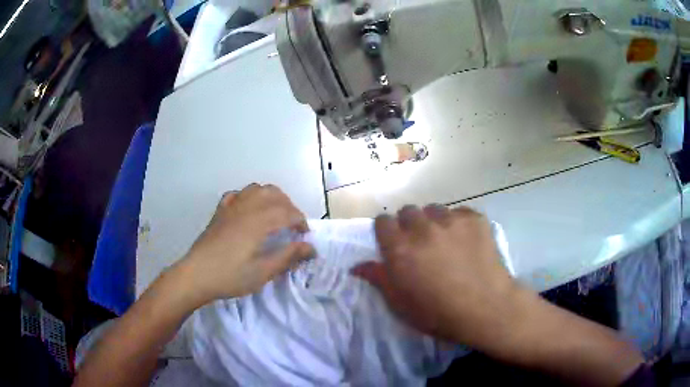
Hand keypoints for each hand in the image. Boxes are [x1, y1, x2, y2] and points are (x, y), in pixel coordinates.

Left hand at [175, 184, 313, 306]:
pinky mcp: (220, 212)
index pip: (287, 212)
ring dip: (271, 197)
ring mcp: (231, 207)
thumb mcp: (263, 272)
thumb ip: (288, 257)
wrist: (196, 275)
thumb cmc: (230, 276)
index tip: (305, 236)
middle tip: (293, 226)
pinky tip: (249, 210)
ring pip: (256, 189)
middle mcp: (246, 207)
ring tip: (275, 215)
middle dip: (289, 206)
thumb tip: (311, 248)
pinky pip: (237, 194)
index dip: (301, 221)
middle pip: (274, 194)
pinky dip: (249, 197)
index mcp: (258, 222)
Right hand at [352, 205, 524, 345]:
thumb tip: (357, 265)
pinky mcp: (474, 219)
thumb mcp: (400, 304)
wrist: (486, 308)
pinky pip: (459, 213)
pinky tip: (466, 241)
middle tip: (420, 244)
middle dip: (409, 225)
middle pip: (408, 211)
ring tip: (444, 241)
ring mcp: (451, 220)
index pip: (382, 221)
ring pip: (433, 209)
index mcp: (399, 248)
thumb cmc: (438, 313)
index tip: (393, 243)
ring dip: (433, 222)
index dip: (386, 232)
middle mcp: (422, 227)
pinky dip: (458, 223)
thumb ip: (378, 279)